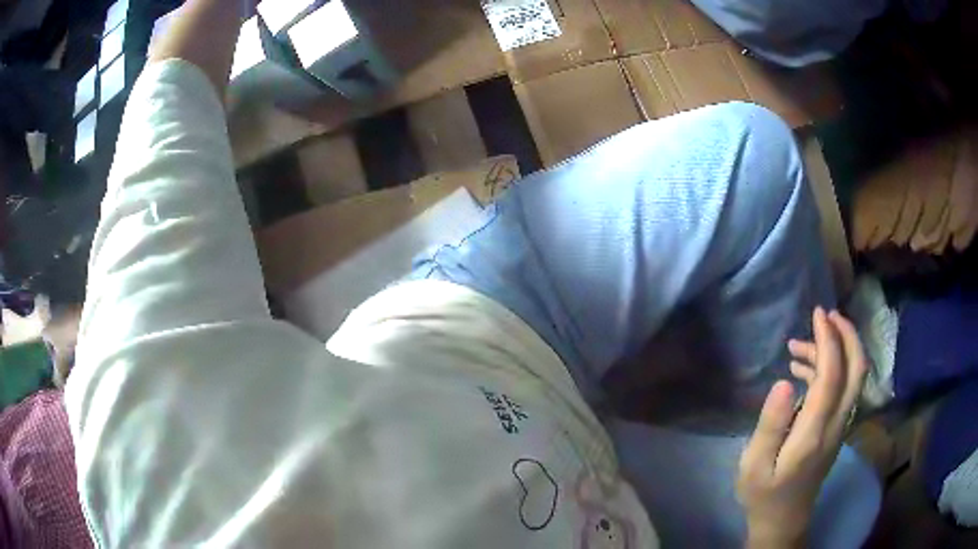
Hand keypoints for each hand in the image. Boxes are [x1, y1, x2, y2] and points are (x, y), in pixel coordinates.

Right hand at [737, 307, 867, 547]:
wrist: (784, 520)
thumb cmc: (765, 494)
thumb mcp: (755, 465)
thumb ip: (770, 424)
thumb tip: (785, 380)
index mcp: (816, 431)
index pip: (833, 374)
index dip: (828, 339)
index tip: (817, 314)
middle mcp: (837, 422)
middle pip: (858, 369)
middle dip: (847, 335)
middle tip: (826, 315)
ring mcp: (841, 425)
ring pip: (853, 376)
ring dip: (836, 351)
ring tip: (800, 344)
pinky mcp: (837, 427)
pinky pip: (843, 388)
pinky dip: (829, 369)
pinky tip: (802, 369)